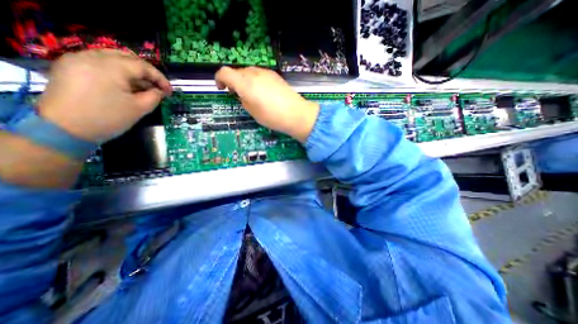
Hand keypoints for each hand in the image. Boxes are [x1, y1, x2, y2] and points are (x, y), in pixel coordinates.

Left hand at [36, 49, 170, 142]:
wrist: (64, 129)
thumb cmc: (108, 118)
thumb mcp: (140, 108)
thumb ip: (154, 96)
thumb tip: (160, 91)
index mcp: (111, 67)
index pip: (143, 66)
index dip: (160, 78)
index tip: (169, 92)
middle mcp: (92, 56)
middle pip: (127, 57)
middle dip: (147, 72)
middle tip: (157, 87)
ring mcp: (77, 59)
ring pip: (113, 58)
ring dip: (132, 71)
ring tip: (142, 86)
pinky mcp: (69, 67)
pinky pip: (99, 62)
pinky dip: (116, 71)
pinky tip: (123, 85)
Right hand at [215, 66, 317, 141]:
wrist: (296, 114)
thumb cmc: (273, 117)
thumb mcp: (253, 112)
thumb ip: (243, 100)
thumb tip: (242, 94)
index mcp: (245, 84)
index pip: (225, 73)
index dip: (219, 79)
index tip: (222, 88)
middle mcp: (254, 74)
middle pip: (237, 71)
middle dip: (234, 81)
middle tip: (237, 94)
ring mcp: (266, 73)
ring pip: (249, 72)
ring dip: (245, 80)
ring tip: (251, 94)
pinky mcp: (275, 75)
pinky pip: (260, 74)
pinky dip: (255, 80)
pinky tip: (262, 91)